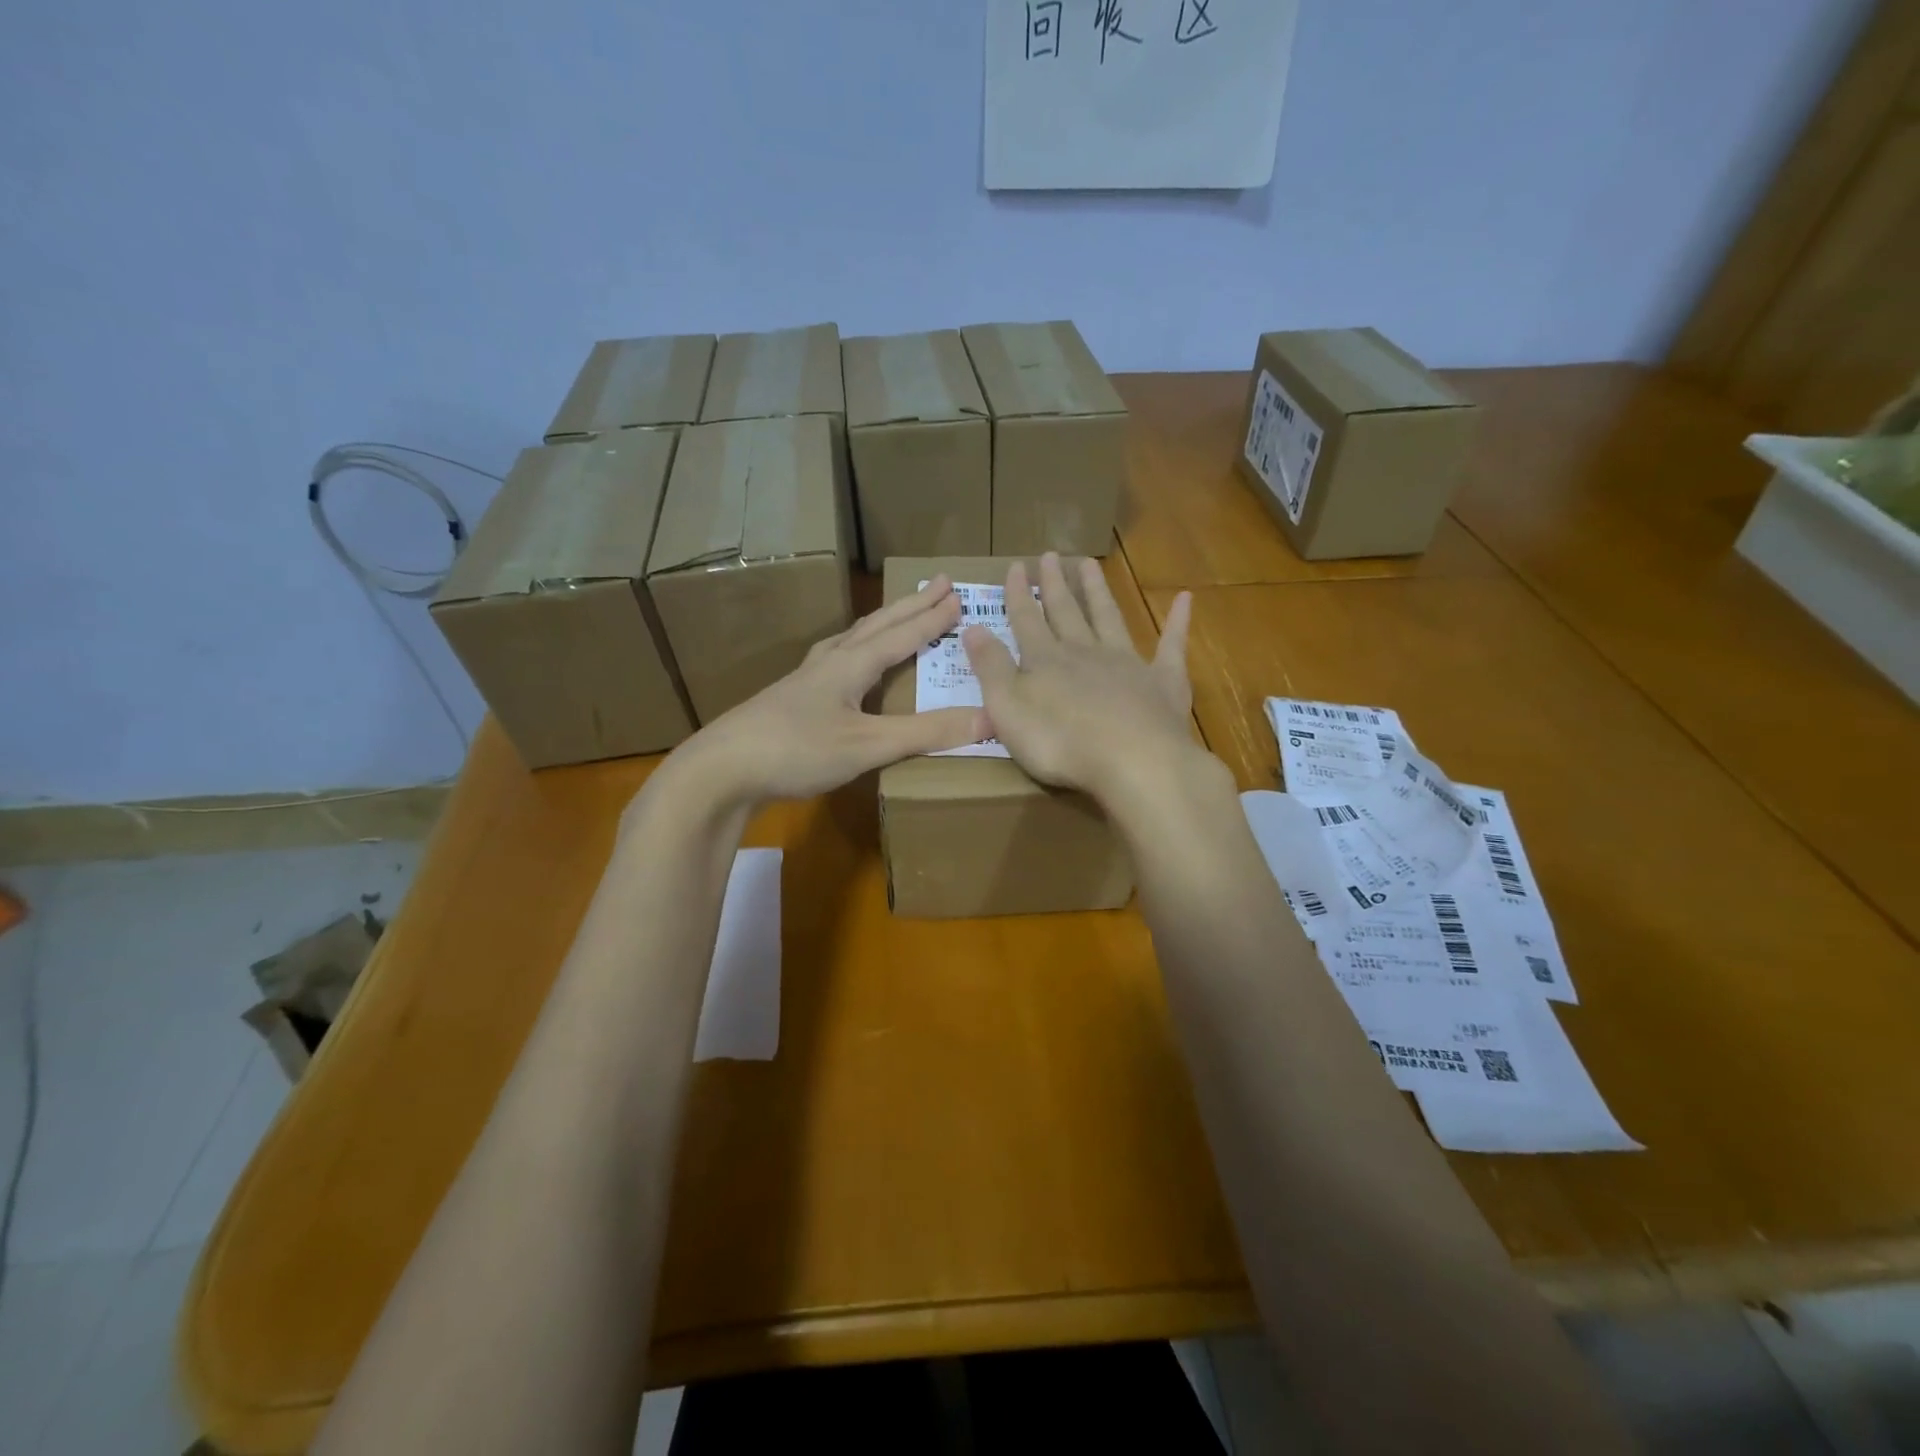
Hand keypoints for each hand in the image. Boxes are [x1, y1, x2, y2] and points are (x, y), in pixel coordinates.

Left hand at [663, 576, 987, 808]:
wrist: (721, 770)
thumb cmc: (797, 750)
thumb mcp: (868, 745)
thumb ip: (926, 733)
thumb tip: (989, 717)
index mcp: (850, 665)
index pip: (901, 635)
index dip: (931, 619)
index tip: (958, 597)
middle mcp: (828, 663)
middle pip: (876, 626)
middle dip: (910, 606)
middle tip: (937, 584)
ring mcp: (805, 682)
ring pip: (851, 641)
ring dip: (880, 625)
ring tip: (896, 616)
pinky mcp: (790, 702)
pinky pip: (834, 663)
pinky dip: (854, 652)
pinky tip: (846, 667)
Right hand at [961, 553, 1203, 810]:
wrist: (1133, 761)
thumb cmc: (1060, 741)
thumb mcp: (1008, 708)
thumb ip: (990, 668)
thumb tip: (972, 628)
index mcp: (1046, 661)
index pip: (1027, 621)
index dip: (1018, 596)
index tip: (1015, 567)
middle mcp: (1085, 652)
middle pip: (1067, 612)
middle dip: (1055, 585)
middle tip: (1050, 555)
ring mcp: (1128, 663)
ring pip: (1109, 618)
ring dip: (1098, 592)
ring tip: (1090, 565)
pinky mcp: (1164, 682)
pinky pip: (1172, 645)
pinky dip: (1178, 622)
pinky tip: (1186, 599)